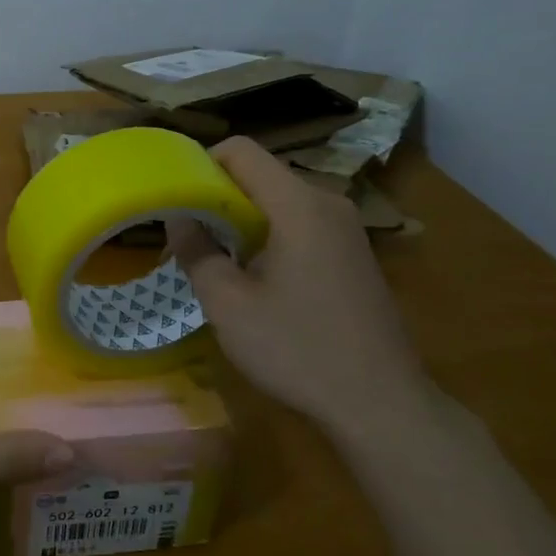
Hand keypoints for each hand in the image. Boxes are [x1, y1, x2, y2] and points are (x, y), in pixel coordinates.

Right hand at [168, 137, 432, 438]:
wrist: (381, 404)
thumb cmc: (297, 349)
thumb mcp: (228, 304)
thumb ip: (197, 251)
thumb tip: (178, 217)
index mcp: (298, 205)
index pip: (241, 151)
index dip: (200, 163)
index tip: (175, 198)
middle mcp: (327, 203)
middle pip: (259, 174)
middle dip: (217, 196)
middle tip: (187, 236)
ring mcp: (346, 228)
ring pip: (278, 200)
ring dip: (241, 219)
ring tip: (216, 259)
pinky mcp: (353, 253)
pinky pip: (299, 223)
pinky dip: (268, 235)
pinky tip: (256, 278)